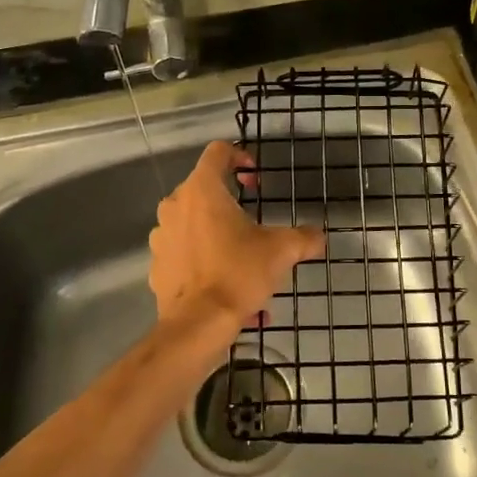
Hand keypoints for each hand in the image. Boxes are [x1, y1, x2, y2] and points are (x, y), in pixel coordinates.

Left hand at [149, 141, 323, 340]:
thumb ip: (304, 237)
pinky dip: (204, 261)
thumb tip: (319, 236)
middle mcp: (175, 205)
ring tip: (244, 262)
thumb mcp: (281, 251)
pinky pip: (184, 253)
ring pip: (194, 223)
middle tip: (255, 225)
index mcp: (202, 190)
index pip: (217, 152)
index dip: (240, 156)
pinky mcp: (157, 264)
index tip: (256, 180)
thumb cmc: (238, 273)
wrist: (197, 324)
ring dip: (218, 235)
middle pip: (205, 189)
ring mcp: (162, 235)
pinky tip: (227, 287)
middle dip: (231, 204)